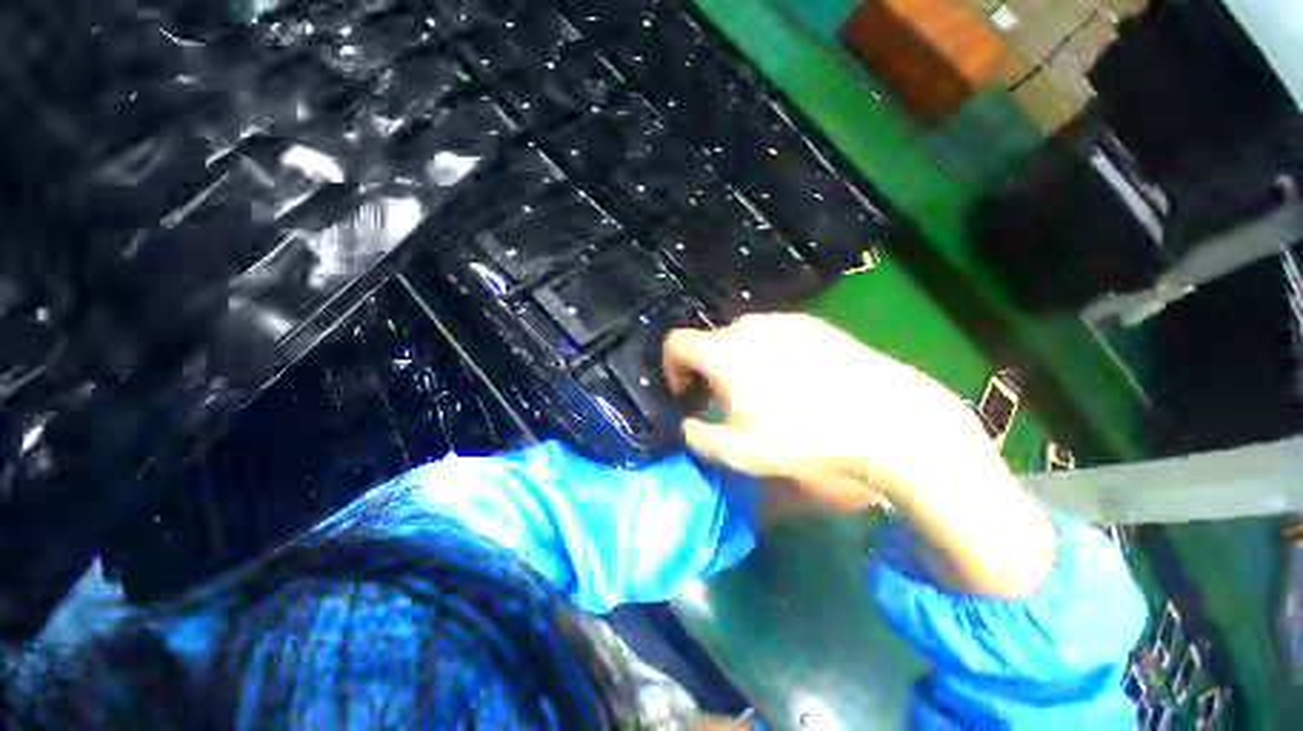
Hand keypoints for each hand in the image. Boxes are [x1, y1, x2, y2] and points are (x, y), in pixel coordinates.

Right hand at [662, 313, 1055, 596]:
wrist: (883, 417)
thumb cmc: (801, 436)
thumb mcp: (739, 452)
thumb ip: (699, 438)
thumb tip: (688, 425)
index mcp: (724, 352)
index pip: (676, 343)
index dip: (672, 367)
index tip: (686, 393)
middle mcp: (749, 327)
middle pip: (711, 341)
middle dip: (708, 370)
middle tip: (725, 400)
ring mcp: (784, 321)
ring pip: (744, 338)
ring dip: (738, 362)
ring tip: (762, 392)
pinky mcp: (814, 324)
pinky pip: (775, 335)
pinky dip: (768, 354)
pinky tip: (795, 381)